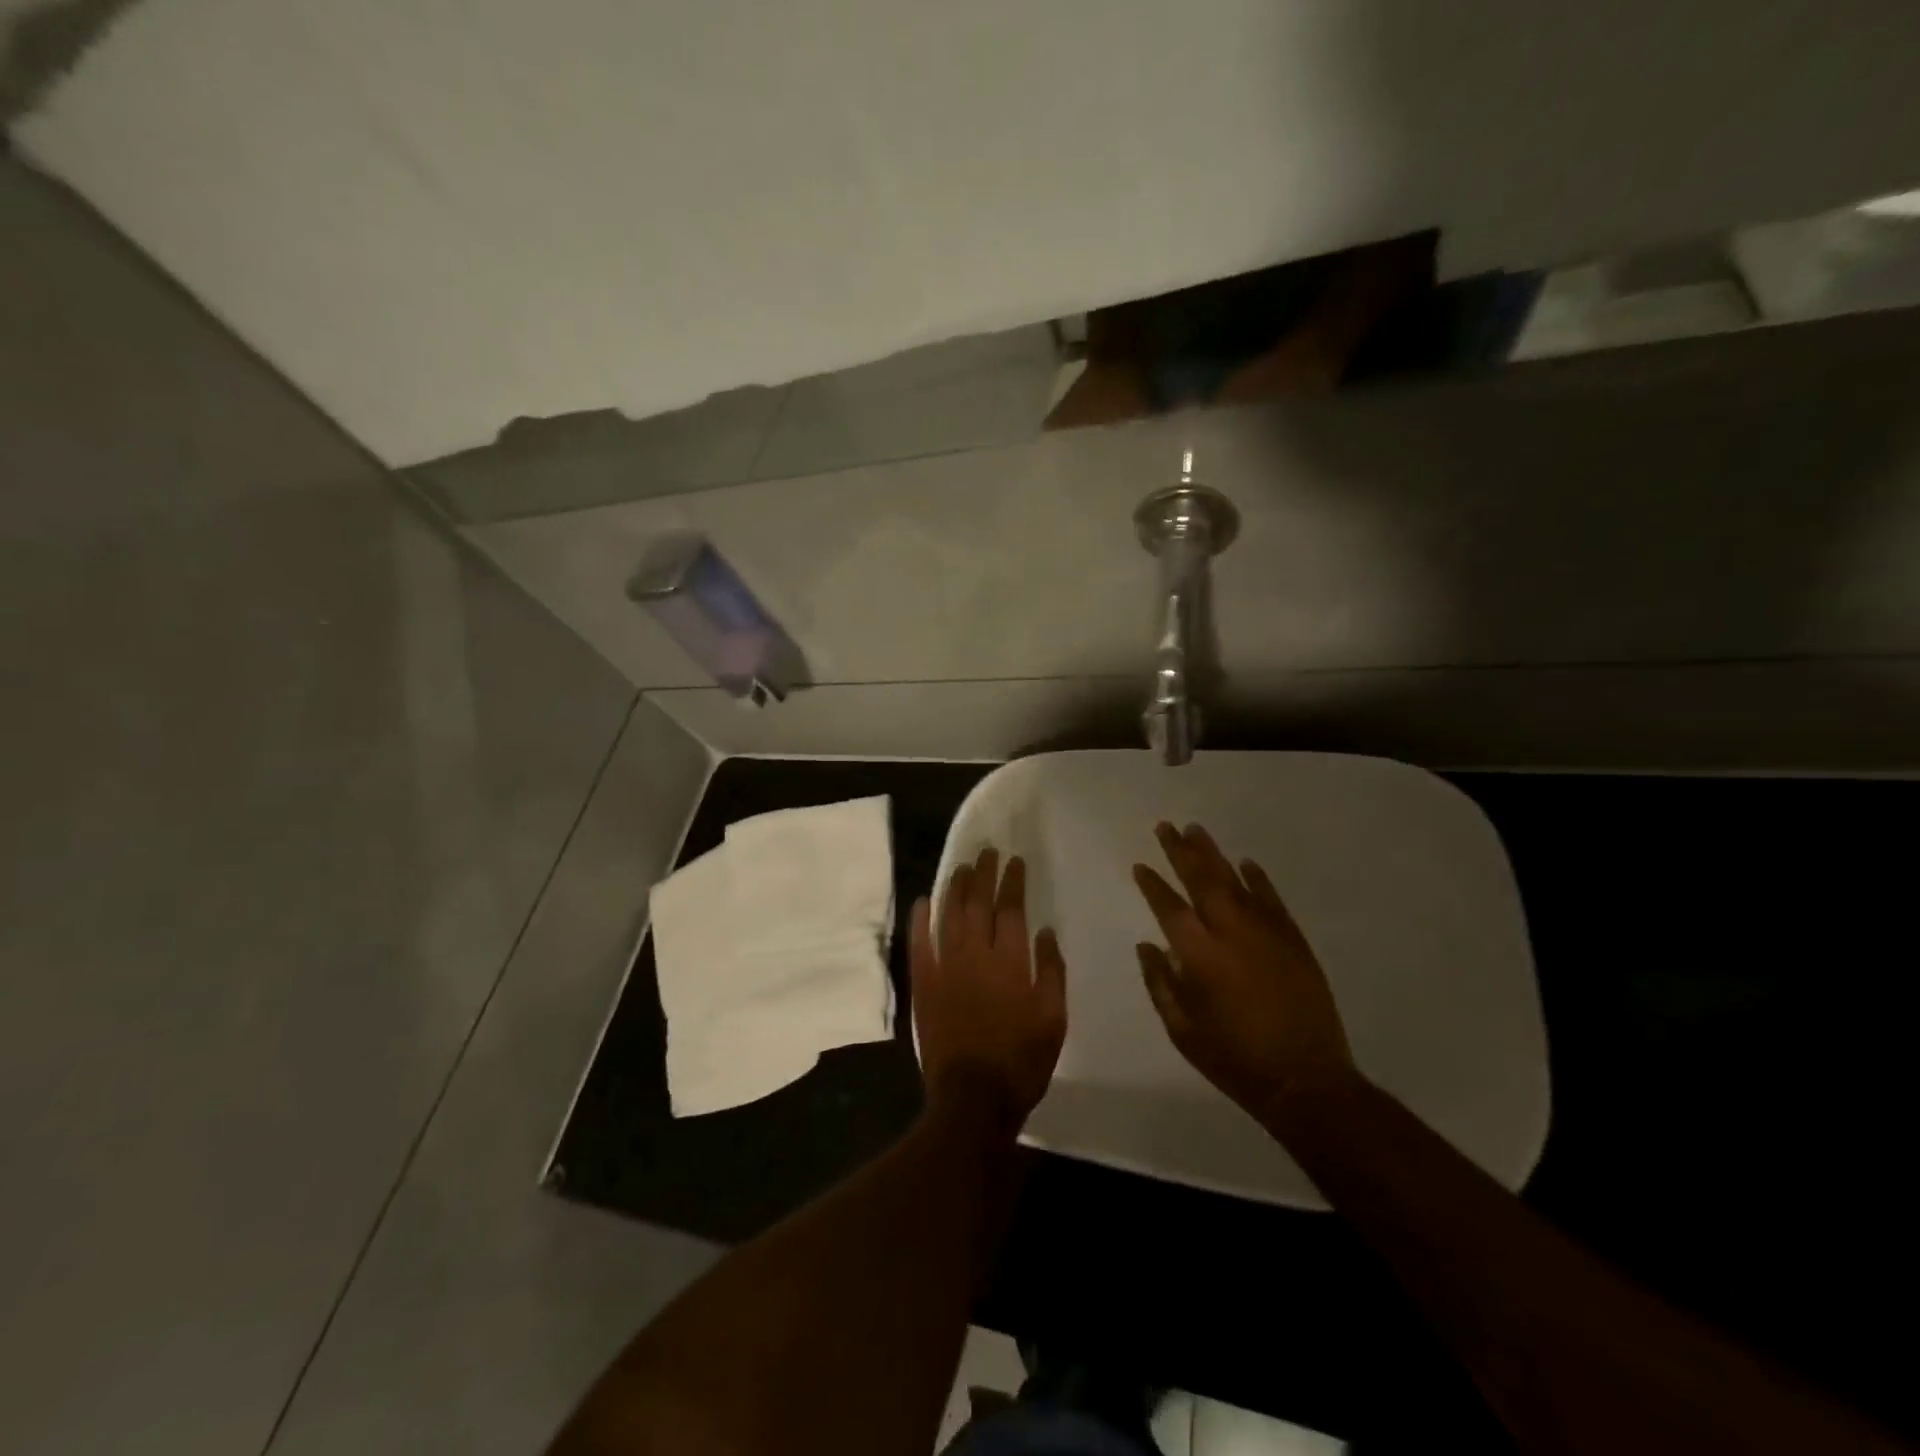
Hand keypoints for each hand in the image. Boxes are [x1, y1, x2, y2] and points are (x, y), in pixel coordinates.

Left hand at [912, 847, 1066, 1128]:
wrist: (973, 1098)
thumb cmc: (1021, 1060)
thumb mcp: (1054, 1019)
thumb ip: (1052, 972)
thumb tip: (1045, 932)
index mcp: (1011, 961)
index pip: (1011, 909)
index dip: (1013, 882)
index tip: (1014, 862)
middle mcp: (976, 955)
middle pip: (978, 904)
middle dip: (983, 874)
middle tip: (986, 852)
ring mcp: (945, 967)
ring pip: (948, 916)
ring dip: (955, 887)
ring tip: (961, 866)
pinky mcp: (924, 984)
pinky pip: (919, 943)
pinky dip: (920, 920)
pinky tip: (922, 900)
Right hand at [1134, 822, 1356, 1127]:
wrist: (1304, 1080)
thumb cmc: (1233, 1058)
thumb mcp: (1181, 1030)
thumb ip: (1160, 983)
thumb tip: (1148, 946)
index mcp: (1198, 953)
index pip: (1168, 906)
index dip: (1152, 883)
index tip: (1140, 865)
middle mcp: (1229, 931)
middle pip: (1200, 879)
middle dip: (1180, 851)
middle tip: (1167, 826)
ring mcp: (1265, 931)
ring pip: (1234, 880)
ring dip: (1213, 854)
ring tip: (1196, 830)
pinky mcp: (1293, 940)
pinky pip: (1271, 898)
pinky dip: (1257, 878)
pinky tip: (1246, 863)